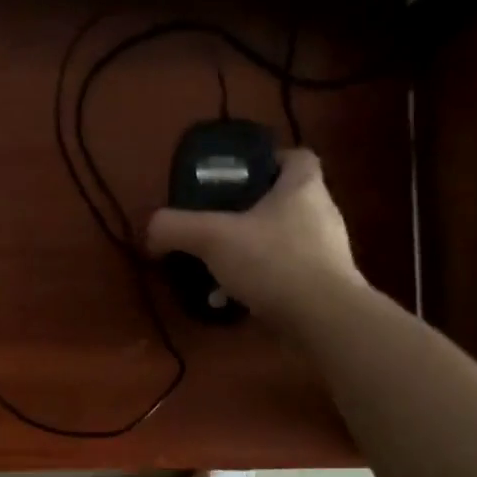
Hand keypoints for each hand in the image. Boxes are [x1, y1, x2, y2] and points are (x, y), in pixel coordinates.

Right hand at [146, 148, 363, 325]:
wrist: (323, 320)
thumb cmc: (273, 261)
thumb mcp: (212, 238)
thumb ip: (175, 228)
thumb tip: (150, 231)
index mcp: (303, 187)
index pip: (296, 157)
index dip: (268, 161)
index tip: (238, 177)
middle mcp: (322, 214)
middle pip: (286, 200)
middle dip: (252, 211)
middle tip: (218, 222)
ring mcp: (327, 253)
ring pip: (284, 240)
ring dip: (254, 250)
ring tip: (220, 266)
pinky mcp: (325, 286)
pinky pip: (287, 274)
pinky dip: (262, 282)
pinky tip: (236, 298)